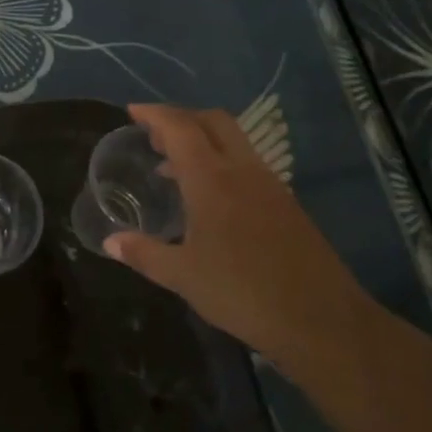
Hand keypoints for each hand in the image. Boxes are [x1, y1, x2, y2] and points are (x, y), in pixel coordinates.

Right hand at [103, 103, 378, 370]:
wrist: (322, 321)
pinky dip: (221, 163)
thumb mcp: (182, 276)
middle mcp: (243, 171)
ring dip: (202, 140)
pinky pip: (247, 165)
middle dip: (181, 118)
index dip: (154, 114)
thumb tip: (110, 242)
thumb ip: (143, 253)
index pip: (180, 128)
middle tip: (152, 135)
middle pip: (213, 121)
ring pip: (234, 141)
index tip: (131, 111)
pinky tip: (209, 198)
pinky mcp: (286, 205)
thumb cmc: (242, 292)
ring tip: (172, 166)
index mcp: (212, 180)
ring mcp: (270, 186)